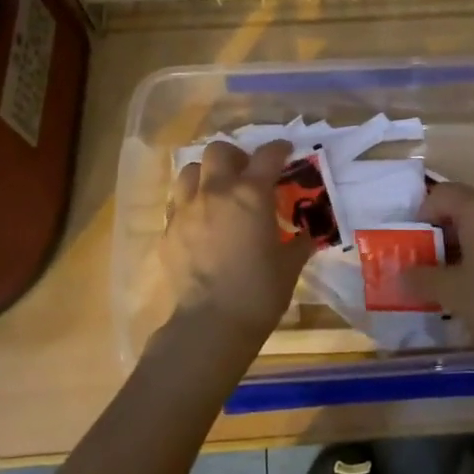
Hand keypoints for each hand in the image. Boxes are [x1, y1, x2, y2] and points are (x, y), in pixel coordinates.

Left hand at [148, 140, 312, 346]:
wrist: (210, 324)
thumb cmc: (259, 292)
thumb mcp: (289, 266)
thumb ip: (297, 243)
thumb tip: (305, 236)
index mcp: (251, 194)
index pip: (267, 156)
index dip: (279, 149)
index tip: (285, 151)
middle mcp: (216, 192)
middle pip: (219, 151)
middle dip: (235, 156)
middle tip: (245, 173)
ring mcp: (187, 209)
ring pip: (189, 170)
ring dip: (206, 174)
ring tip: (216, 192)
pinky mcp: (167, 230)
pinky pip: (176, 202)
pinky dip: (189, 202)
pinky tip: (199, 221)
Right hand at [401, 184, 473, 363]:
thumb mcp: (452, 293)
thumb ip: (422, 278)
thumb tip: (400, 274)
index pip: (441, 194)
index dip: (421, 215)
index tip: (412, 244)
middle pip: (465, 205)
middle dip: (442, 230)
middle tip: (427, 260)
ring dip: (466, 242)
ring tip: (452, 274)